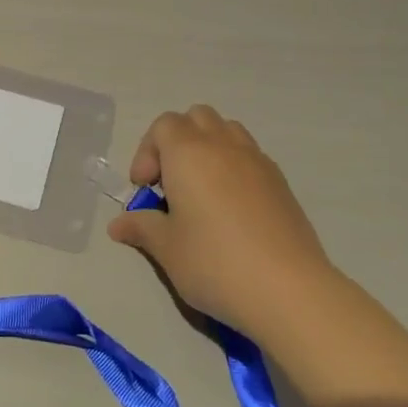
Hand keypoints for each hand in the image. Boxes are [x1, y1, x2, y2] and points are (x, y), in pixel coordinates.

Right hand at [107, 106, 334, 336]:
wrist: (289, 289)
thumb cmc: (215, 263)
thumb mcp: (167, 249)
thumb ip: (141, 228)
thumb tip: (118, 224)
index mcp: (188, 152)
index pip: (163, 125)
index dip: (147, 152)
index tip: (145, 189)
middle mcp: (222, 144)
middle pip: (196, 118)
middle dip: (177, 141)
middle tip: (170, 183)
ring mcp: (256, 159)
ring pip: (226, 130)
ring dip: (208, 147)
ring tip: (202, 190)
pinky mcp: (280, 181)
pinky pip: (249, 155)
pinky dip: (233, 166)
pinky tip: (232, 208)